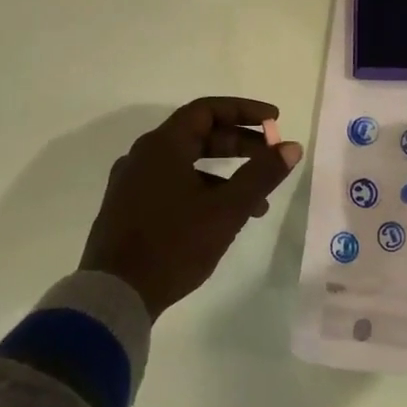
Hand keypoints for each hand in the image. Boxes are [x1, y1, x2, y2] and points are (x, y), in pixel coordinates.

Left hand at [80, 97, 302, 319]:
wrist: (115, 295)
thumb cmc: (174, 244)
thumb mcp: (227, 209)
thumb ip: (261, 175)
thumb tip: (291, 147)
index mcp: (162, 146)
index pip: (207, 110)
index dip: (244, 111)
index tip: (274, 120)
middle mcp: (143, 156)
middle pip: (198, 135)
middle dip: (240, 144)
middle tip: (271, 157)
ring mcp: (132, 183)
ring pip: (188, 163)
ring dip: (226, 174)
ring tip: (258, 201)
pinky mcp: (129, 209)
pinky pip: (173, 185)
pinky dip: (204, 190)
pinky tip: (224, 219)